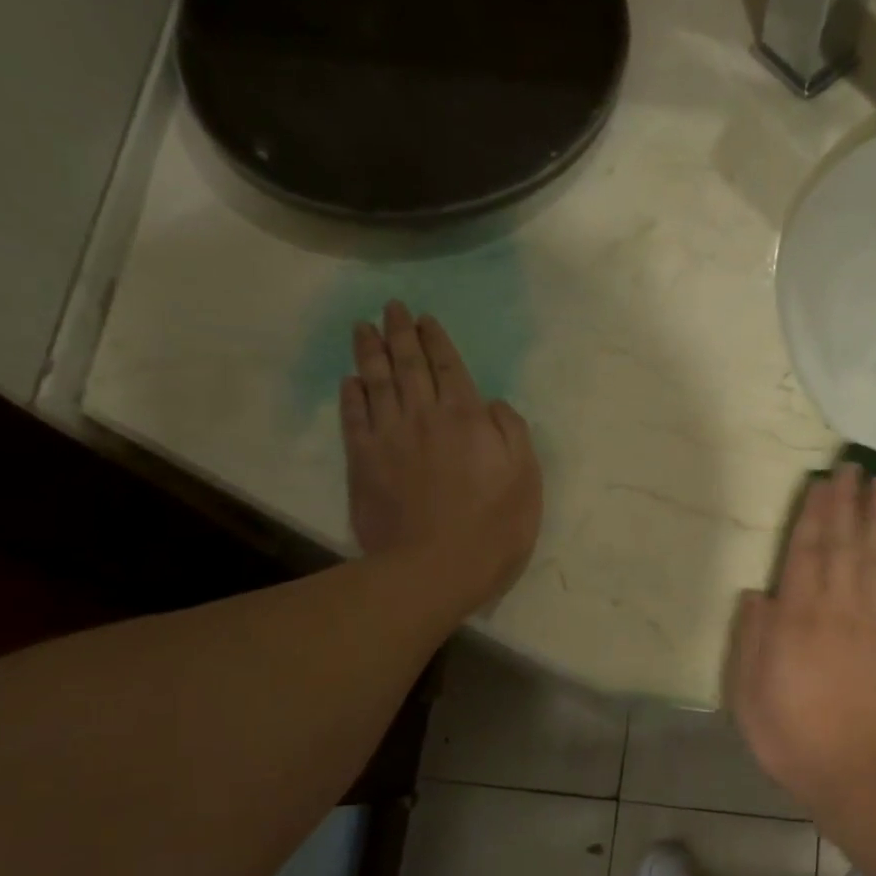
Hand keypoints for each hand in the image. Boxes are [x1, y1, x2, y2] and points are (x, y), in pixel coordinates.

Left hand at [341, 301, 541, 613]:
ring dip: (370, 351)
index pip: (450, 367)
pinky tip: (349, 380)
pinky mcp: (363, 462)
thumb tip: (492, 403)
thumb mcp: (526, 479)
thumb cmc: (493, 528)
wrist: (435, 568)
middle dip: (400, 333)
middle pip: (410, 365)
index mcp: (467, 418)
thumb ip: (512, 433)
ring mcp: (389, 437)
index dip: (437, 340)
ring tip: (363, 326)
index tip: (425, 319)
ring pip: (377, 382)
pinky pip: (354, 417)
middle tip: (391, 307)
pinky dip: (351, 395)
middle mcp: (424, 416)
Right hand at [727, 463, 875, 821]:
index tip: (821, 482)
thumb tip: (759, 592)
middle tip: (854, 468)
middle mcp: (840, 608)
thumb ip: (753, 639)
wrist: (861, 775)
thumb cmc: (794, 736)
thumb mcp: (748, 695)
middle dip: (848, 502)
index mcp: (798, 620)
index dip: (814, 514)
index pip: (806, 552)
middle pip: (845, 543)